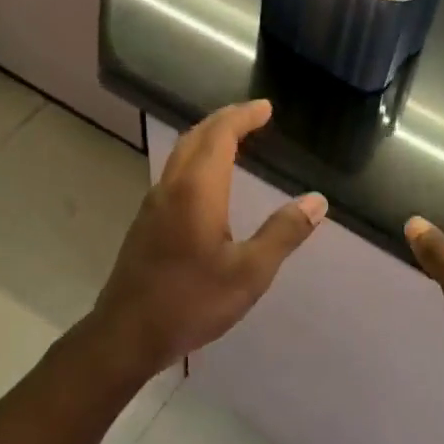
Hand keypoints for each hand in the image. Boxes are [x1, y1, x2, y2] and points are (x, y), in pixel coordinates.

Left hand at [93, 99, 325, 375]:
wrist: (126, 334)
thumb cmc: (191, 302)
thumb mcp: (250, 273)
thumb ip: (283, 233)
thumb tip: (317, 200)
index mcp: (197, 191)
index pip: (220, 136)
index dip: (243, 117)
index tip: (265, 108)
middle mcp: (171, 187)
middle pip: (196, 137)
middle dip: (224, 120)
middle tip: (252, 116)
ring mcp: (153, 205)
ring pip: (180, 154)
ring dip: (207, 138)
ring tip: (234, 140)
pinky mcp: (145, 223)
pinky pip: (174, 173)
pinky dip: (196, 159)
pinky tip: (207, 181)